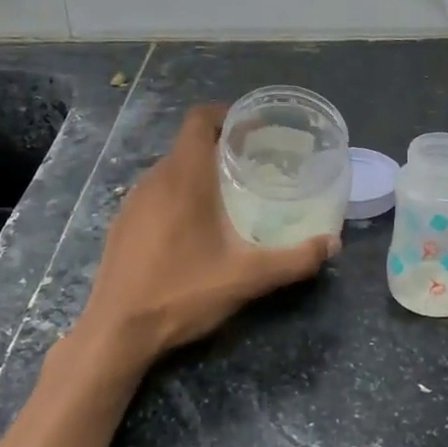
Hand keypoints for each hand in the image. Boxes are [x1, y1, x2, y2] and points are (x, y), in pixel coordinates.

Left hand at [80, 104, 338, 363]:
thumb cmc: (181, 293)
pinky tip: (195, 228)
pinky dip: (179, 194)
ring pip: (172, 168)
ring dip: (200, 171)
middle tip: (255, 165)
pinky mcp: (123, 223)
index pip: (200, 119)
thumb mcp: (246, 279)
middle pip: (188, 143)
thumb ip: (293, 260)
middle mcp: (155, 179)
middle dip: (222, 146)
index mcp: (183, 177)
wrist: (116, 331)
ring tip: (231, 196)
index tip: (255, 130)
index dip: (227, 115)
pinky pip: (156, 192)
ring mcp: (133, 201)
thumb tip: (332, 244)